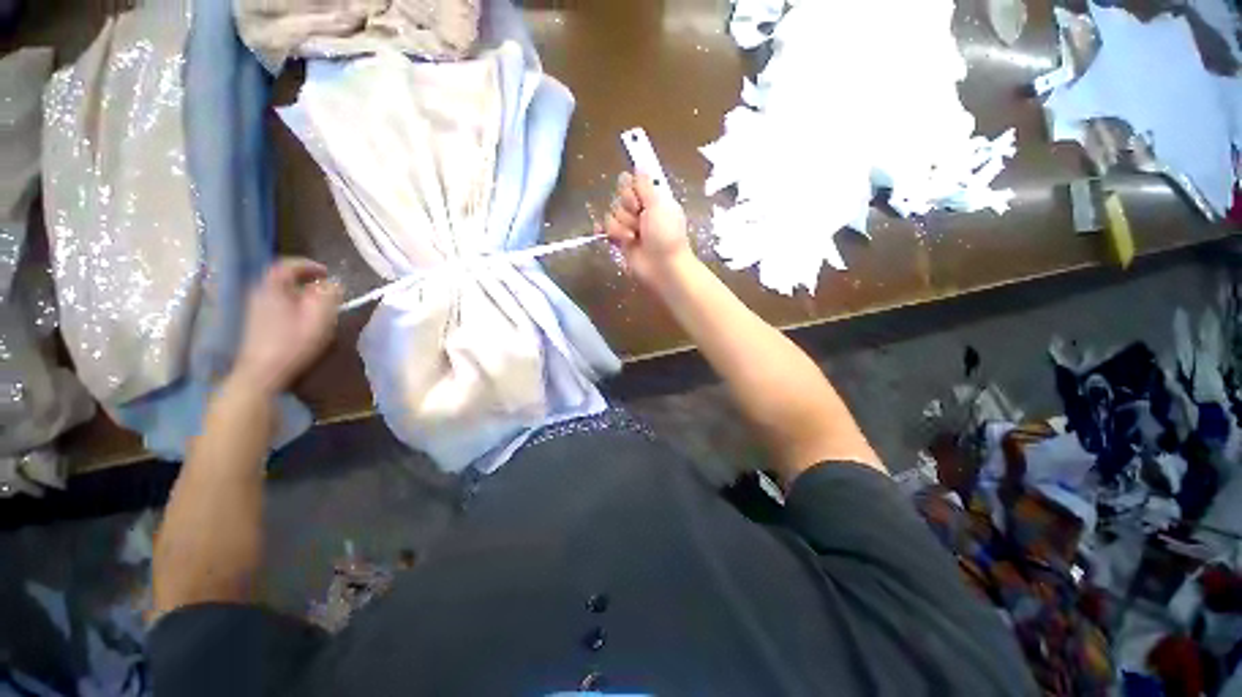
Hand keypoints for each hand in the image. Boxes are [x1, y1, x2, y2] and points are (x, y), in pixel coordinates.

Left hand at [232, 258, 341, 394]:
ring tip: (319, 304)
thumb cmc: (293, 342)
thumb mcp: (319, 316)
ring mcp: (256, 309)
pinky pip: (278, 304)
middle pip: (283, 278)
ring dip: (301, 293)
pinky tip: (305, 318)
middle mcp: (260, 293)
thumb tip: (334, 283)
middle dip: (306, 279)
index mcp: (273, 288)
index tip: (327, 272)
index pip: (287, 265)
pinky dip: (294, 304)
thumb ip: (329, 295)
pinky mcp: (257, 323)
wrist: (262, 372)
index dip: (308, 265)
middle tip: (327, 288)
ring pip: (281, 292)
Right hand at [602, 172, 694, 288]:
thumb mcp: (659, 204)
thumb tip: (640, 162)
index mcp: (653, 198)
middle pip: (619, 197)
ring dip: (622, 226)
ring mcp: (630, 226)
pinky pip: (606, 230)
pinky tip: (610, 236)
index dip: (631, 189)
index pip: (631, 182)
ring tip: (634, 238)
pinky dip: (607, 232)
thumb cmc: (665, 235)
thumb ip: (645, 185)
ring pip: (612, 214)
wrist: (663, 267)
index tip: (638, 199)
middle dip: (627, 209)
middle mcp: (641, 210)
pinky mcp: (621, 242)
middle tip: (640, 221)